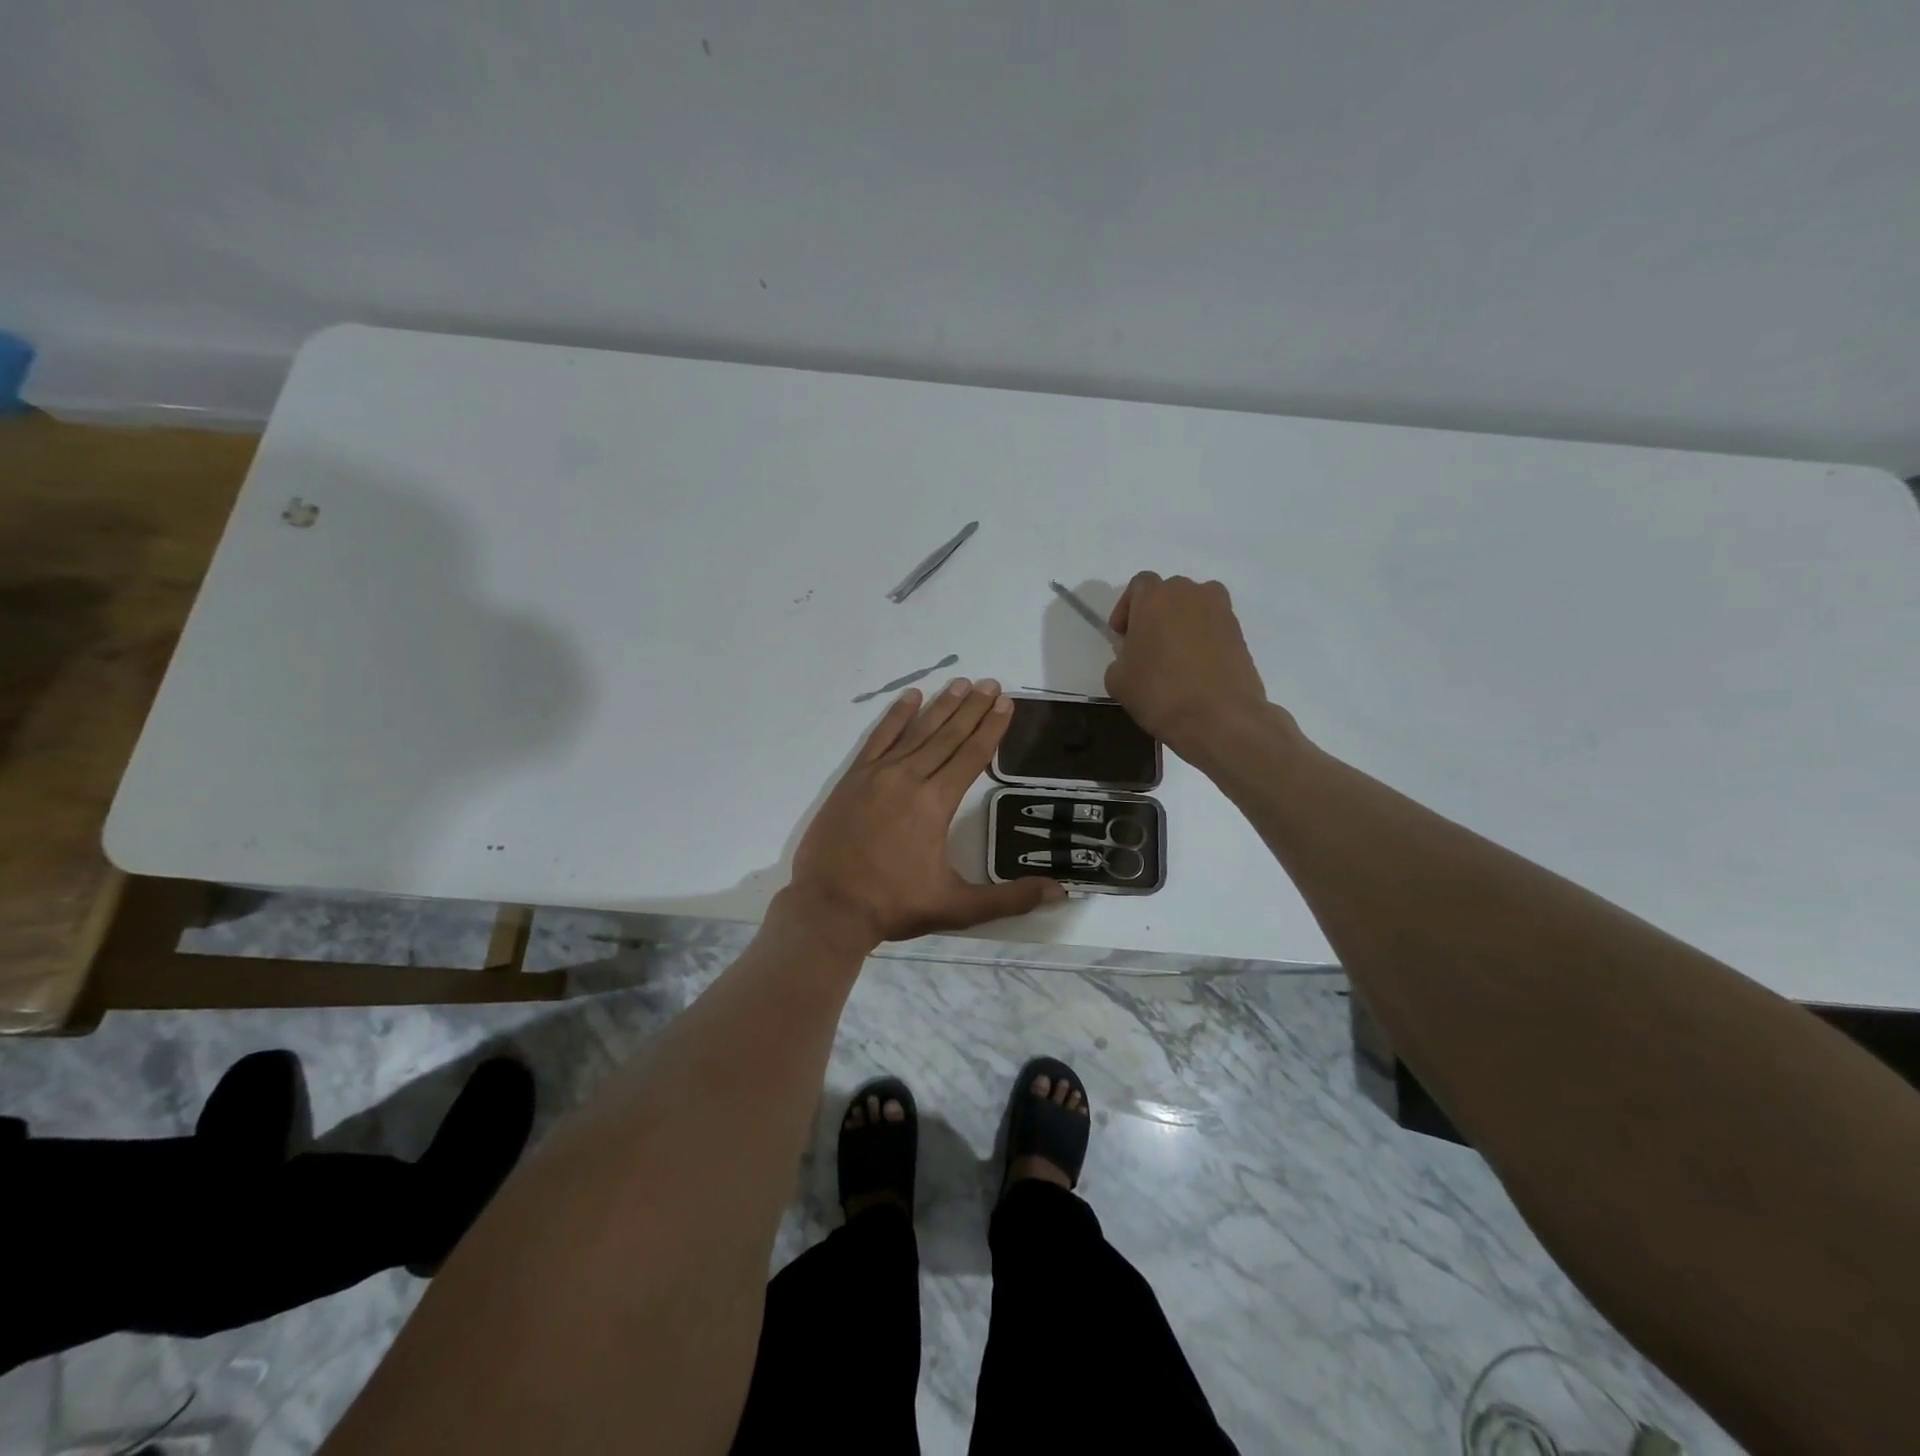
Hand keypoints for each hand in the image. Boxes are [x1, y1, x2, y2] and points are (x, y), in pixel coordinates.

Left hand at [786, 678, 1065, 952]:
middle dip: (973, 708)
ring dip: (941, 706)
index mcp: (935, 803)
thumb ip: (1009, 899)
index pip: (972, 756)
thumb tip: (1059, 891)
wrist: (829, 907)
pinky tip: (910, 697)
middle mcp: (909, 778)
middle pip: (948, 736)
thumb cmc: (895, 905)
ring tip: (961, 683)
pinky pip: (878, 738)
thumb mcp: (957, 907)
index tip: (1005, 703)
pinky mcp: (853, 779)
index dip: (991, 729)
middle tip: (992, 683)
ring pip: (916, 731)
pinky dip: (895, 716)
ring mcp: (877, 775)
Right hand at [1104, 573, 1272, 759]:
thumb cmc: (1159, 692)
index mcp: (1156, 596)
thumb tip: (1133, 655)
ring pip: (1194, 608)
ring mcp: (1221, 611)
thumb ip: (1120, 657)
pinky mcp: (1240, 634)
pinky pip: (1213, 628)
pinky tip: (1195, 670)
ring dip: (1181, 624)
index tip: (1122, 637)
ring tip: (1173, 657)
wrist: (1219, 718)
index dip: (1127, 609)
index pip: (1139, 585)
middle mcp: (1191, 593)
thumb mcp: (1117, 679)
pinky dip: (1202, 640)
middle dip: (1155, 614)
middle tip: (1146, 646)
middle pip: (1169, 594)